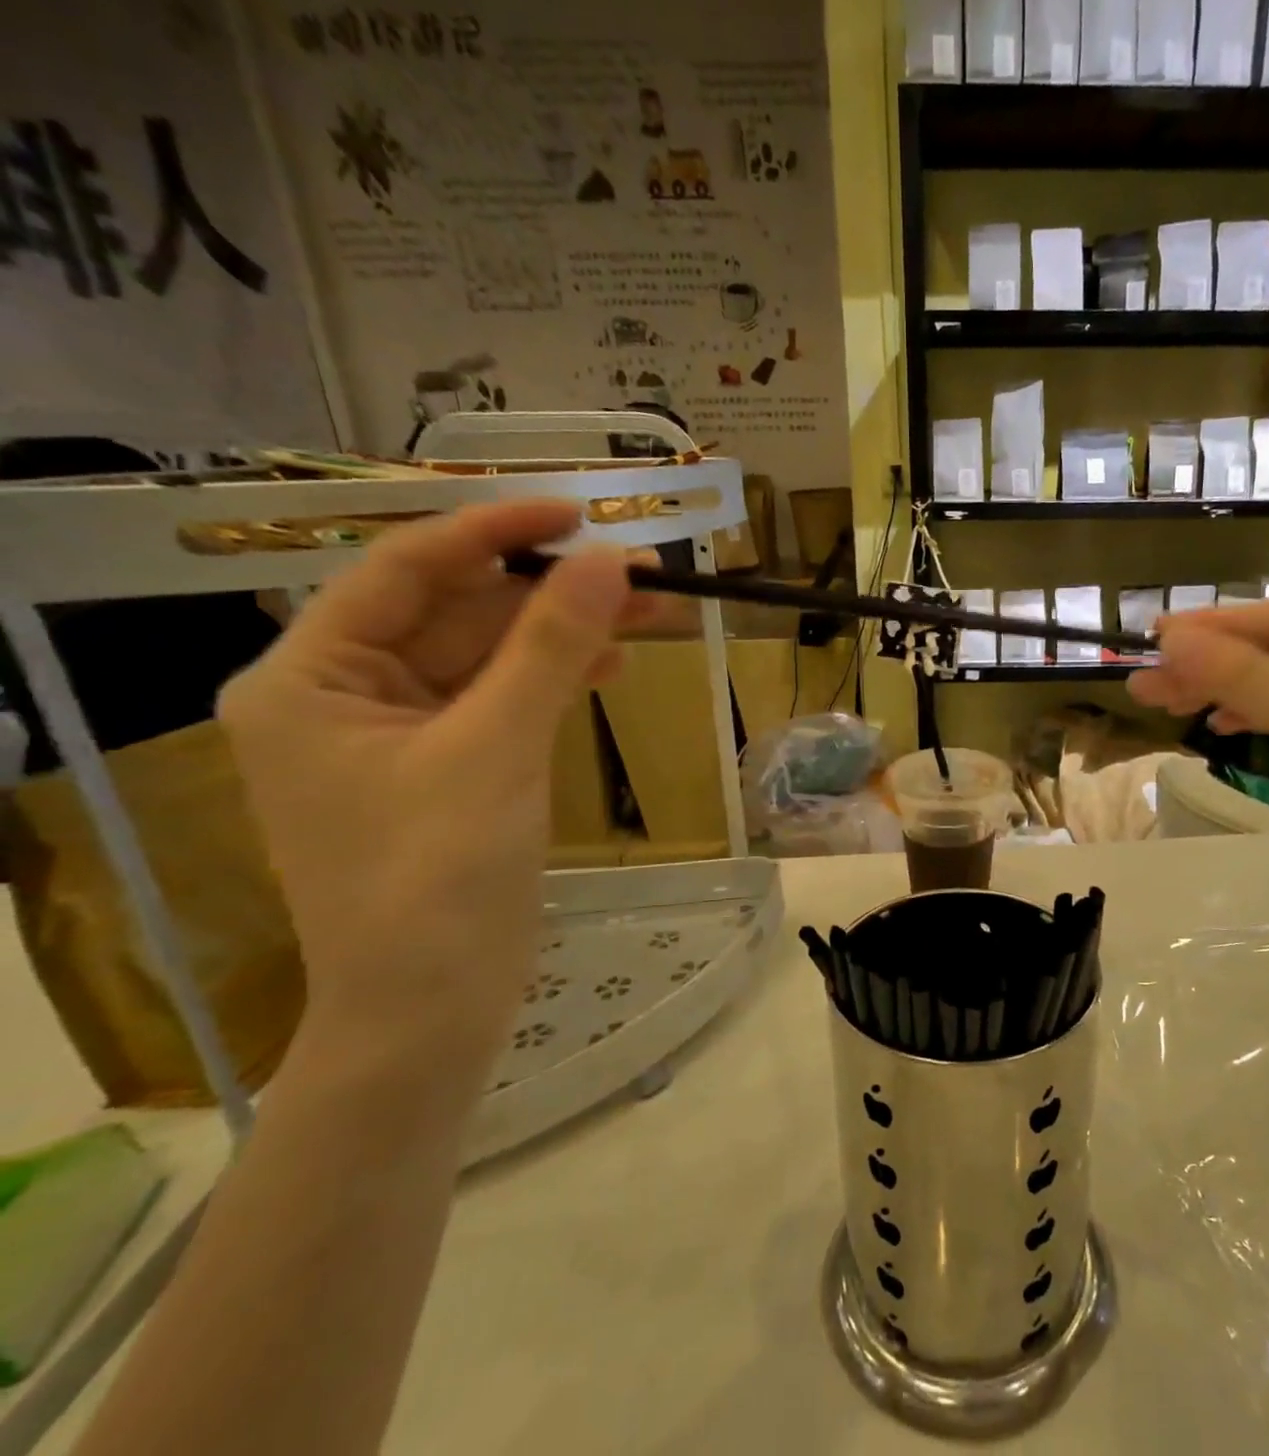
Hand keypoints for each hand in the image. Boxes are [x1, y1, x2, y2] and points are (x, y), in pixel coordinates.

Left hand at [219, 501, 670, 1076]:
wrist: (432, 1008)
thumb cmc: (438, 879)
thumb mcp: (497, 749)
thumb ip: (550, 648)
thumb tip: (610, 561)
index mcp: (310, 678)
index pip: (405, 571)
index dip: (493, 533)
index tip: (577, 513)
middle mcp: (345, 694)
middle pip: (458, 613)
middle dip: (551, 592)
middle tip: (642, 573)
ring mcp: (401, 734)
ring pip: (491, 656)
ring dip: (566, 635)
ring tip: (650, 615)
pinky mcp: (449, 766)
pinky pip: (504, 699)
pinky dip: (556, 679)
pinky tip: (612, 666)